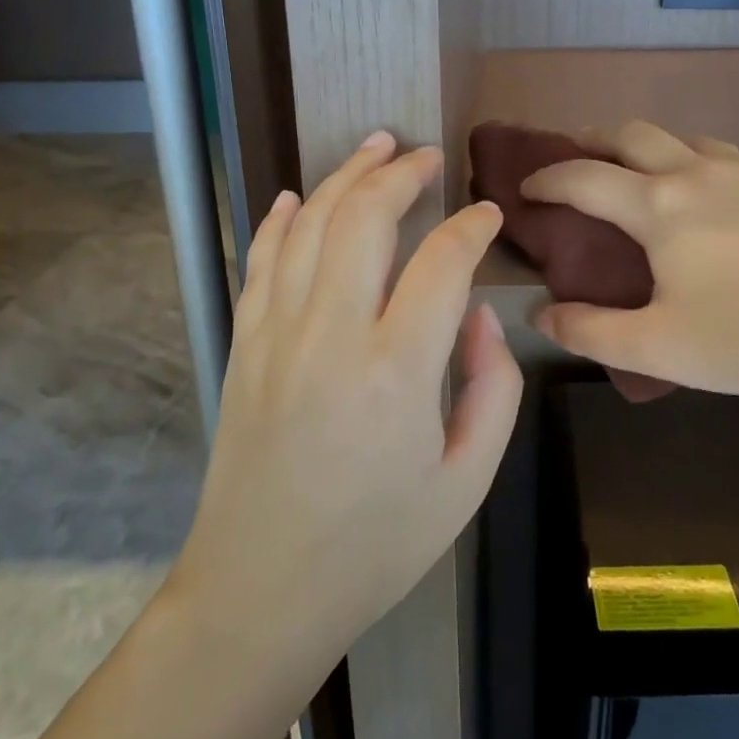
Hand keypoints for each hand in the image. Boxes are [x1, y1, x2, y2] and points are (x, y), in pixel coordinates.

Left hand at [166, 132, 522, 670]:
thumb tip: (477, 313)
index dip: (471, 227)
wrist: (260, 592)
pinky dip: (281, 219)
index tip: (488, 214)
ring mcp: (277, 334)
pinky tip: (296, 196)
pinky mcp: (245, 345)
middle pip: (364, 218)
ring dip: (345, 176)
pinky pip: (262, 261)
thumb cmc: (375, 545)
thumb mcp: (466, 481)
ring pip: (309, 225)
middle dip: (401, 174)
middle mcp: (331, 335)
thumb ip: (493, 387)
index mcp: (396, 371)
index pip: (442, 262)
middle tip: (429, 157)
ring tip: (376, 146)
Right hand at [522, 122, 738, 418]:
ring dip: (653, 147)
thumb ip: (588, 330)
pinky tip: (718, 196)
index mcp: (659, 206)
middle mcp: (699, 173)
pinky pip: (732, 158)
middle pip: (634, 134)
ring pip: (687, 139)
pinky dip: (702, 163)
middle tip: (577, 156)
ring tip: (647, 173)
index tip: (527, 187)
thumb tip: (541, 314)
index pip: (584, 177)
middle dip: (595, 140)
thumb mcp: (654, 347)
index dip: (547, 178)